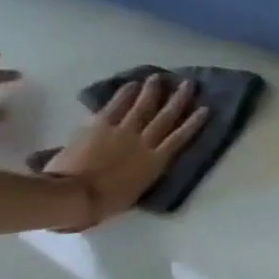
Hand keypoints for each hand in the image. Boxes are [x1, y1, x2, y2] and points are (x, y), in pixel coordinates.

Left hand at [43, 77, 207, 225]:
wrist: (73, 195)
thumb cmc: (106, 201)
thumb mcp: (137, 189)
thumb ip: (145, 171)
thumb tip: (146, 163)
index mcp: (156, 161)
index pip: (180, 137)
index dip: (194, 122)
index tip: (205, 109)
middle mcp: (144, 142)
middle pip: (165, 117)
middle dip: (178, 99)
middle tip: (188, 84)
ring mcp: (122, 132)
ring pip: (142, 107)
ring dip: (151, 91)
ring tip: (158, 77)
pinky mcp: (99, 126)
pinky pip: (115, 107)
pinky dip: (124, 94)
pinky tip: (130, 85)